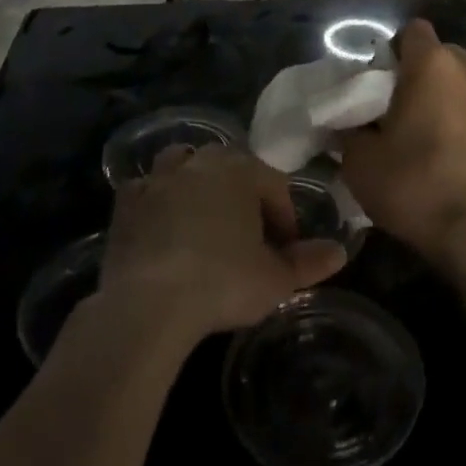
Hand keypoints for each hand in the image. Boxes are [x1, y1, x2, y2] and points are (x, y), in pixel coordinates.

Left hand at [98, 146, 346, 343]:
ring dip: (196, 183)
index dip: (285, 218)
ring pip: (184, 165)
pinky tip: (160, 227)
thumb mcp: (275, 280)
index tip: (287, 251)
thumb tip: (339, 251)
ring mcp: (160, 178)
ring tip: (203, 220)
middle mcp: (201, 161)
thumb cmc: (222, 283)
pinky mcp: (126, 202)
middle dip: (242, 194)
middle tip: (248, 236)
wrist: (148, 304)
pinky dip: (156, 201)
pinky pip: (146, 190)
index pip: (274, 185)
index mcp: (242, 170)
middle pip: (230, 167)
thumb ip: (309, 263)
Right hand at [340, 19, 465, 266]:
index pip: (412, 31)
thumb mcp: (362, 164)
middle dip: (424, 77)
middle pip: (442, 57)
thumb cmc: (418, 187)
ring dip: (452, 101)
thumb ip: (351, 133)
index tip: (382, 84)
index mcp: (432, 63)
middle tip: (404, 113)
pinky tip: (464, 160)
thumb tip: (350, 126)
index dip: (395, 52)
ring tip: (437, 140)